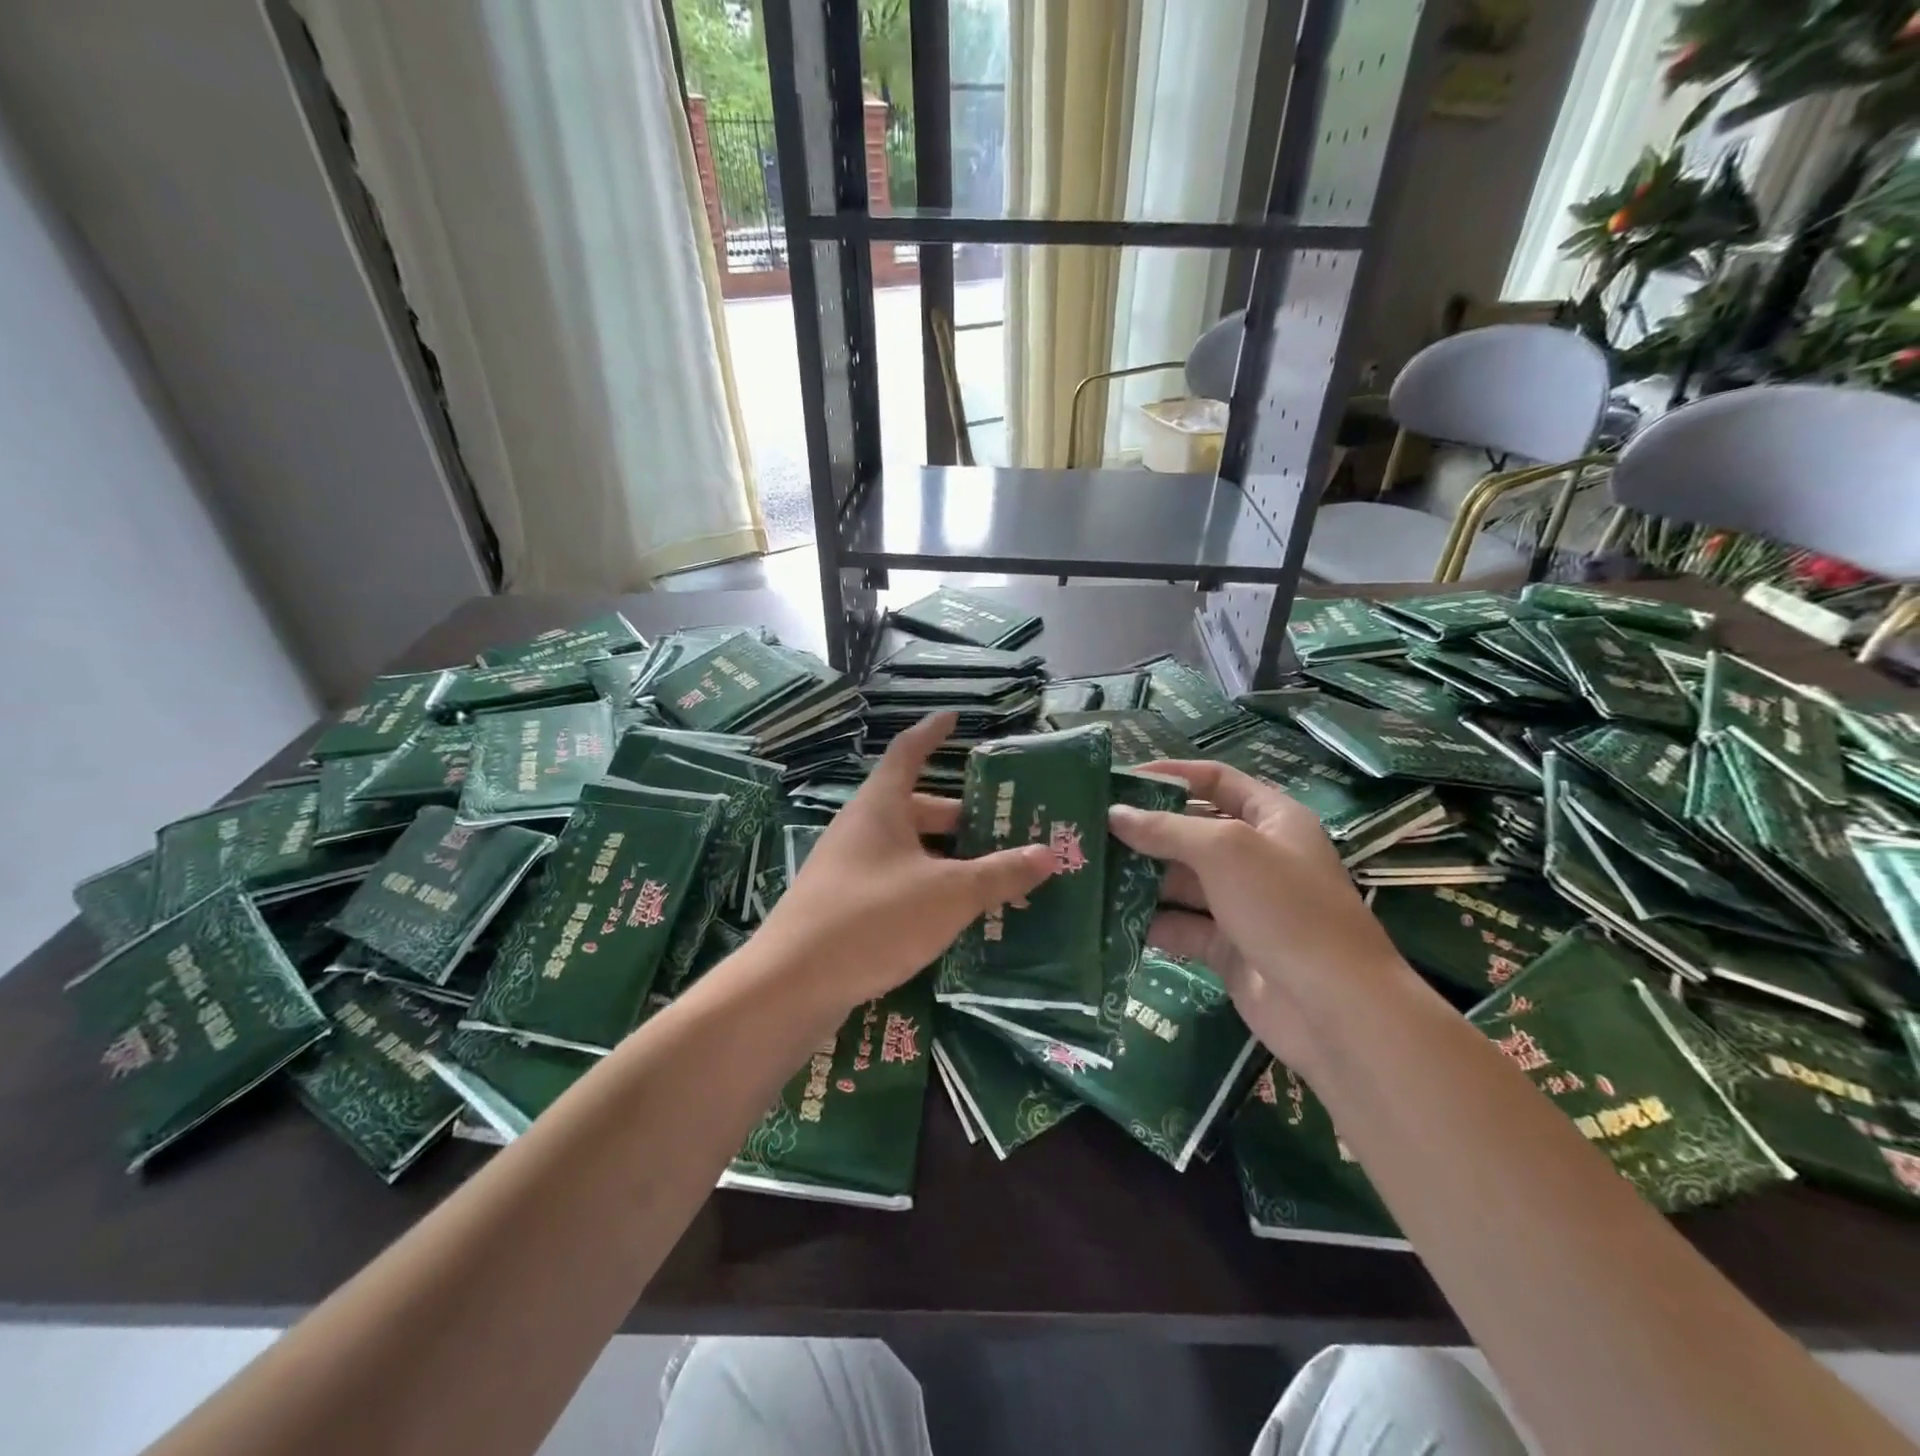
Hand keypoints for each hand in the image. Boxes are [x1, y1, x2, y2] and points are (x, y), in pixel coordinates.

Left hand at [759, 712, 1056, 1009]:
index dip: (932, 733)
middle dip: (959, 817)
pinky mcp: (843, 907)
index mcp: (880, 807)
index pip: (908, 752)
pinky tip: (952, 916)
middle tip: (1002, 828)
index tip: (954, 718)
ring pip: (907, 851)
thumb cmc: (874, 918)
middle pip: (915, 809)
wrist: (791, 985)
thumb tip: (1048, 853)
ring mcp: (848, 869)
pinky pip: (895, 884)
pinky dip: (926, 889)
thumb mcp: (948, 894)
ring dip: (946, 859)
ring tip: (990, 875)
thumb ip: (999, 873)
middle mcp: (861, 829)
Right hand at [1108, 760, 1413, 1072]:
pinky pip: (1182, 925)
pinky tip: (1112, 919)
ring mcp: (1243, 904)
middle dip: (1146, 831)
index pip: (1216, 780)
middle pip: (1192, 831)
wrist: (1333, 1008)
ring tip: (1091, 872)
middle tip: (1091, 831)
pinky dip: (1152, 921)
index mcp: (1272, 819)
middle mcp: (1258, 856)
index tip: (1119, 781)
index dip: (1170, 775)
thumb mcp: (1225, 851)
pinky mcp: (1228, 947)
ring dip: (1142, 877)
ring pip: (1182, 881)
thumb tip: (1114, 814)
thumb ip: (1166, 829)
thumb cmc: (1284, 908)